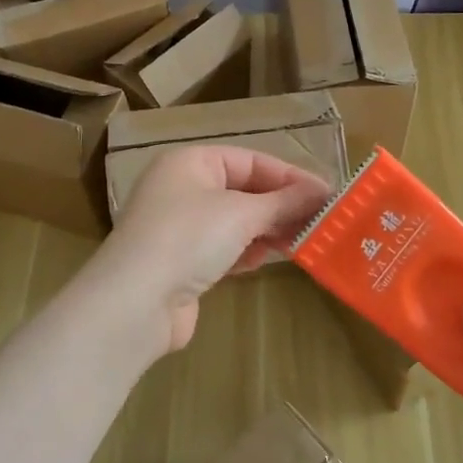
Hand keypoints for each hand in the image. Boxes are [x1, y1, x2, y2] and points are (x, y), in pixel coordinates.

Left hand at [83, 144, 332, 358]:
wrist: (136, 302)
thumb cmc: (189, 238)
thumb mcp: (242, 213)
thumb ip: (284, 202)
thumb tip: (321, 192)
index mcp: (191, 162)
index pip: (250, 160)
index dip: (289, 176)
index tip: (326, 194)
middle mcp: (182, 188)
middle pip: (243, 190)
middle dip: (280, 206)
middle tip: (320, 222)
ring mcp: (179, 226)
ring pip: (235, 221)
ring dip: (266, 230)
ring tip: (300, 242)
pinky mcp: (181, 262)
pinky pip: (222, 247)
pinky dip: (245, 251)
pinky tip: (262, 261)